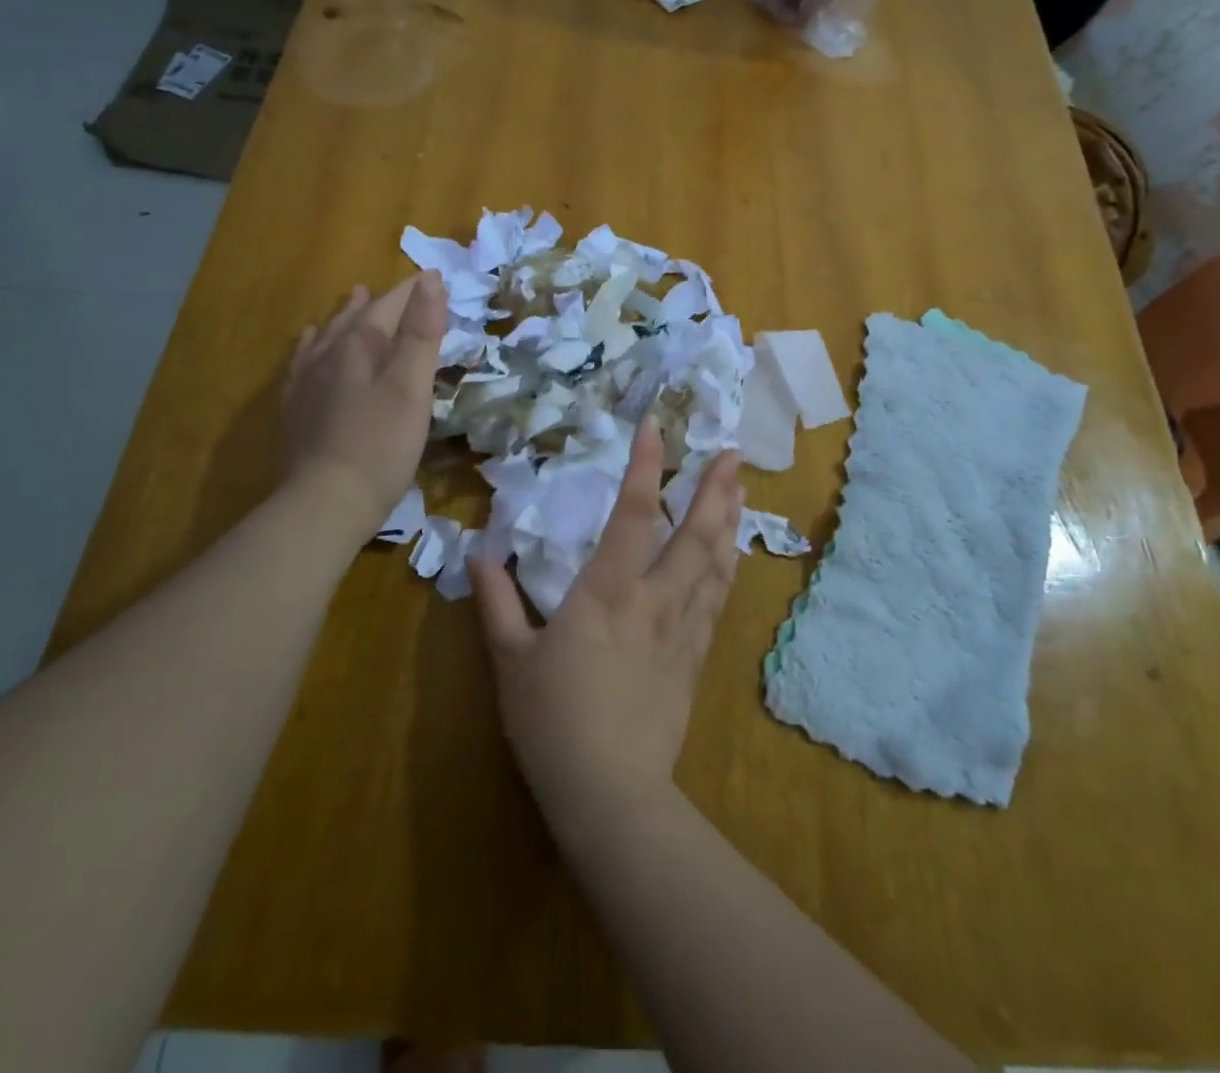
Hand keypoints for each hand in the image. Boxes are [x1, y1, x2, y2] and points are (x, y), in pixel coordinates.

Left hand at [279, 271, 445, 538]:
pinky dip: (314, 347)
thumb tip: (430, 279)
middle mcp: (327, 355)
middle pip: (355, 318)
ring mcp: (306, 382)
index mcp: (358, 345)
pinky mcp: (295, 410)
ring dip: (344, 317)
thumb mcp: (412, 386)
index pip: (389, 305)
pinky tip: (310, 349)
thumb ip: (421, 332)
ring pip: (327, 337)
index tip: (434, 279)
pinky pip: (303, 363)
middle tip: (390, 289)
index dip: (412, 291)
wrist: (326, 502)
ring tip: (353, 301)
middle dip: (378, 302)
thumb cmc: (381, 444)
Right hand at [472, 422, 743, 838]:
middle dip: (714, 488)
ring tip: (741, 487)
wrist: (610, 792)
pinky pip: (717, 602)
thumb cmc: (553, 721)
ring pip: (715, 563)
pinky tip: (734, 554)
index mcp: (607, 591)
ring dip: (729, 520)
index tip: (656, 427)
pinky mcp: (696, 658)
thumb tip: (478, 554)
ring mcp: (682, 629)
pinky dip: (728, 569)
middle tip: (730, 452)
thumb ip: (496, 602)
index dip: (646, 467)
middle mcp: (654, 599)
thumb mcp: (510, 660)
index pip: (633, 514)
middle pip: (694, 534)